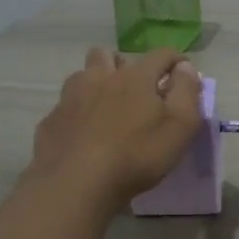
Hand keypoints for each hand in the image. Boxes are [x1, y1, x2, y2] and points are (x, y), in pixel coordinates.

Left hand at [29, 48, 203, 208]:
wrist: (76, 183)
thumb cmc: (137, 155)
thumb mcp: (180, 127)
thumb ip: (186, 93)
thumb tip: (185, 68)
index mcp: (135, 77)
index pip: (160, 55)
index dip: (175, 60)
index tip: (183, 71)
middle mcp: (100, 78)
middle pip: (108, 55)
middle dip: (123, 64)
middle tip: (134, 88)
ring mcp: (70, 98)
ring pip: (82, 76)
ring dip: (95, 83)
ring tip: (105, 106)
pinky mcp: (52, 120)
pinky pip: (65, 106)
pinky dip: (76, 113)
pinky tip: (82, 133)